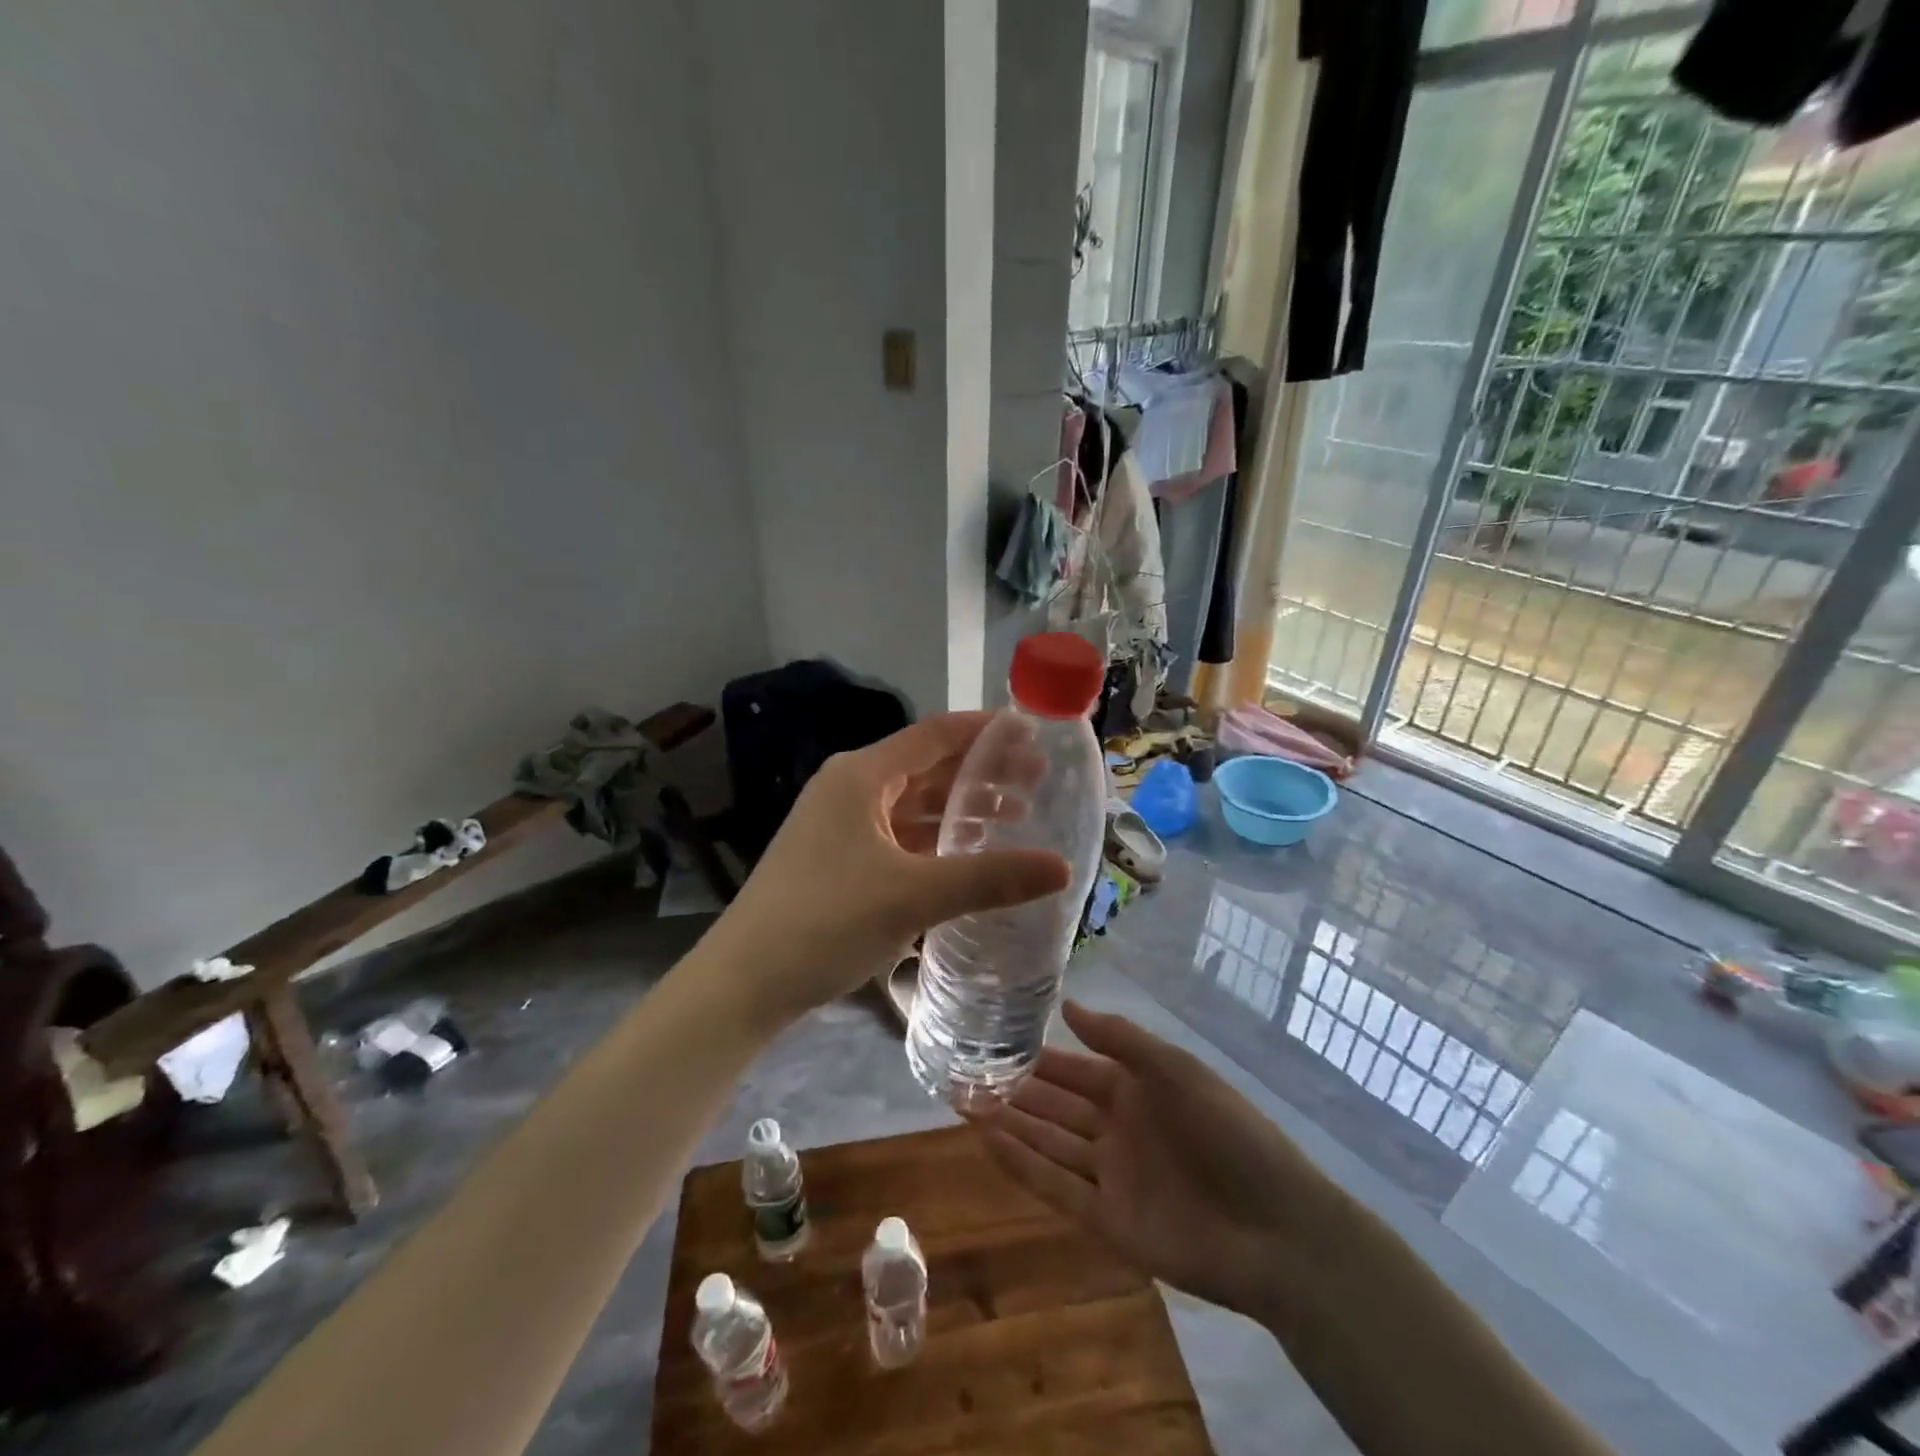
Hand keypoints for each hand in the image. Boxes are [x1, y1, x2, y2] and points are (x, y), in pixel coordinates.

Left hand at [702, 712, 1069, 1029]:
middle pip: (927, 767)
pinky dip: (935, 840)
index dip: (987, 730)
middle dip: (982, 773)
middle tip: (1038, 783)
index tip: (1034, 735)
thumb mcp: (915, 896)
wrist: (743, 983)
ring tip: (1015, 818)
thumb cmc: (827, 921)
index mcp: (861, 775)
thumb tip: (1062, 867)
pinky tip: (967, 858)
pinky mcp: (837, 860)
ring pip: (913, 805)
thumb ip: (990, 878)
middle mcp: (849, 789)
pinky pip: (898, 836)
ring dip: (960, 809)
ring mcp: (840, 826)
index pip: (936, 734)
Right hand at [976, 1001, 1318, 1317]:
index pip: (1074, 1069)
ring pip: (1048, 1143)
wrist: (1276, 1227)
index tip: (993, 1041)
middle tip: (962, 1074)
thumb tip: (1067, 1005)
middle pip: (1054, 1106)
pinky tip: (988, 1142)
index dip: (1037, 1058)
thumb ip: (1119, 1039)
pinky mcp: (1108, 1221)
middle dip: (1012, 1091)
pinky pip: (1056, 1187)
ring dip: (1009, 1124)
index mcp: (1135, 1090)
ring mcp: (1111, 1176)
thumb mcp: (1174, 1069)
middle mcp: (1117, 1129)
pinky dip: (1022, 1165)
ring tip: (962, 1103)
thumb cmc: (1227, 1131)